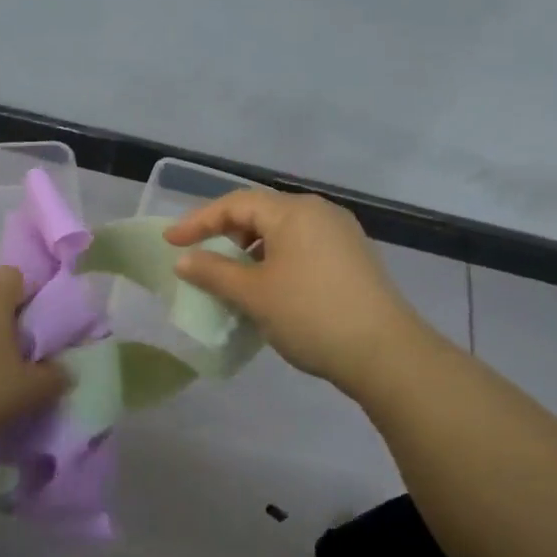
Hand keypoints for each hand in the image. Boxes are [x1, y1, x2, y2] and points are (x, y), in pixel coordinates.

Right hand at [165, 189, 425, 395]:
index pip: (235, 203)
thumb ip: (214, 272)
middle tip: (200, 257)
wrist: (385, 352)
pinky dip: (277, 259)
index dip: (198, 221)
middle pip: (261, 212)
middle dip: (226, 233)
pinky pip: (303, 247)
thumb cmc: (311, 315)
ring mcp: (341, 234)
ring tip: (233, 276)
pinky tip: (270, 287)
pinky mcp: (353, 257)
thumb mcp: (254, 294)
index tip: (171, 242)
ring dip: (252, 249)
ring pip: (283, 231)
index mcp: (293, 211)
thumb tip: (184, 260)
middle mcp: (319, 212)